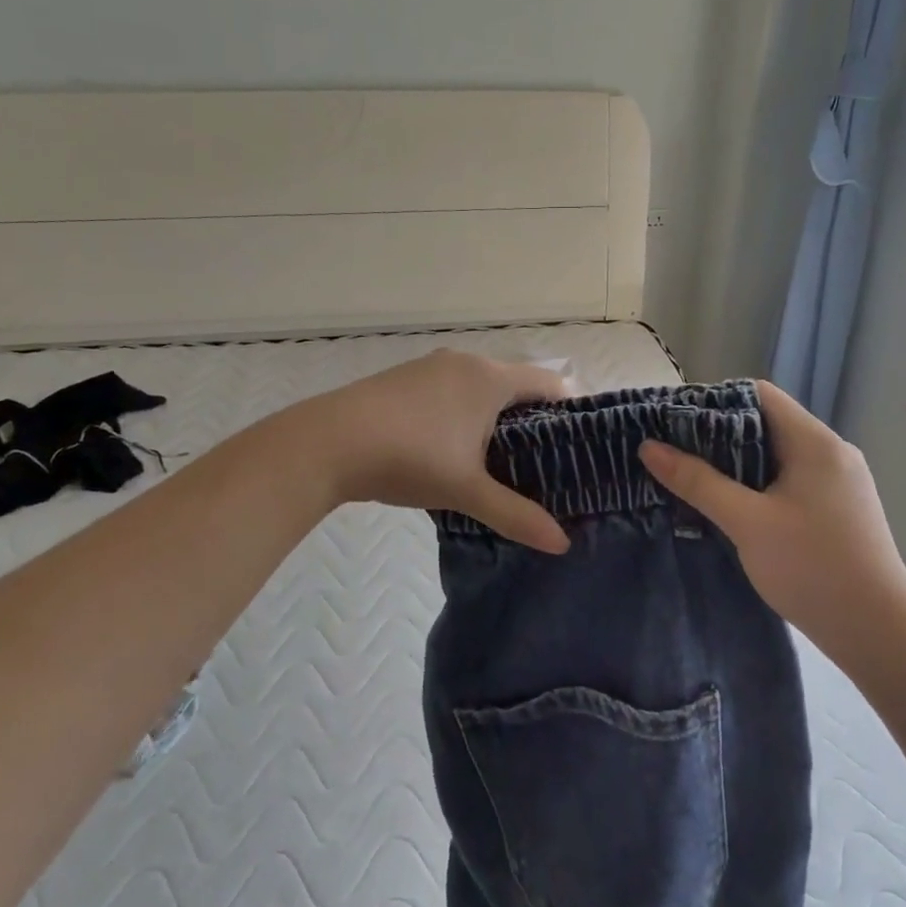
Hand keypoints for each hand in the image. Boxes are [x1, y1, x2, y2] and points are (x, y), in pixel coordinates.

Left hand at [306, 350, 570, 552]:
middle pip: (515, 384)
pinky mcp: (403, 379)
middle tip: (545, 461)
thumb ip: (516, 514)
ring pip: (480, 387)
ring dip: (495, 416)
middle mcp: (464, 362)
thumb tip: (561, 544)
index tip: (580, 444)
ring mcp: (430, 367)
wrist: (325, 444)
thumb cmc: (409, 458)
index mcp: (489, 378)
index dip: (570, 410)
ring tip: (503, 460)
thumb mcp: (467, 491)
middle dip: (533, 418)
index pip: (549, 383)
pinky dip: (465, 414)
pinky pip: (451, 391)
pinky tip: (455, 448)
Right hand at [637, 381, 905, 650]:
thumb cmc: (812, 567)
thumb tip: (648, 447)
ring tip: (690, 478)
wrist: (877, 633)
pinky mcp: (836, 510)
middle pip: (765, 424)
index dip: (713, 401)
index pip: (758, 395)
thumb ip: (697, 481)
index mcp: (815, 442)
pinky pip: (787, 482)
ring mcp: (837, 483)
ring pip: (775, 457)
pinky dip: (755, 486)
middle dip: (716, 436)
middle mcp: (830, 453)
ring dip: (734, 464)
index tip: (672, 422)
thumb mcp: (746, 522)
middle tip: (672, 452)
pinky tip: (728, 507)